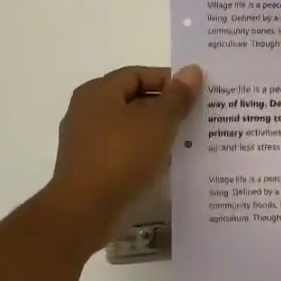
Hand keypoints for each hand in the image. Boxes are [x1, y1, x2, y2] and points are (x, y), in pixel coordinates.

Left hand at [42, 65, 202, 244]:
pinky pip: (121, 151)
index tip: (195, 94)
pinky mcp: (89, 167)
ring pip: (128, 127)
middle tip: (194, 116)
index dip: (168, 80)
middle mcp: (86, 111)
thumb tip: (192, 70)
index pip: (137, 74)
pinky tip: (163, 164)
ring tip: (185, 141)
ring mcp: (85, 141)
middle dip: (164, 107)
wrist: (85, 210)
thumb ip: (177, 96)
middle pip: (132, 100)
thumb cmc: (122, 157)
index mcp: (98, 92)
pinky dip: (142, 152)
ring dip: (155, 132)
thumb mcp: (158, 122)